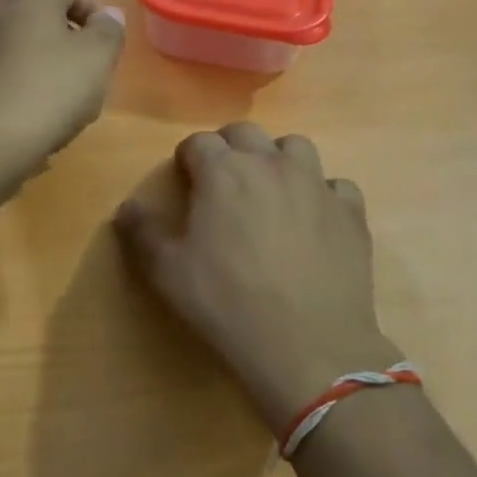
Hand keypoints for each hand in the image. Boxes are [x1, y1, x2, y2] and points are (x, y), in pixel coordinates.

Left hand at [0, 0, 124, 175]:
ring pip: (22, 48)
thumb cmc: (50, 89)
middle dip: (70, 45)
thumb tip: (107, 15)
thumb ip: (109, 30)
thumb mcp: (97, 57)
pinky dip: (20, 87)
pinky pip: (2, 74)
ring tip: (62, 105)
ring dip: (45, 68)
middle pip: (44, 19)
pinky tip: (31, 118)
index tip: (107, 49)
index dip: (96, 17)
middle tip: (89, 78)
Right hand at [114, 124, 395, 436]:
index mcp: (223, 172)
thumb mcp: (167, 272)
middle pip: (246, 132)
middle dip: (229, 147)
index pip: (198, 142)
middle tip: (223, 179)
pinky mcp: (350, 212)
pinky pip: (336, 185)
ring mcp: (316, 184)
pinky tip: (315, 218)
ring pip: (296, 147)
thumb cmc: (227, 303)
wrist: (308, 344)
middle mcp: (270, 164)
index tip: (185, 178)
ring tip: (271, 189)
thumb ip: (141, 233)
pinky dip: (323, 193)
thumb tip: (125, 208)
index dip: (188, 157)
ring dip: (278, 158)